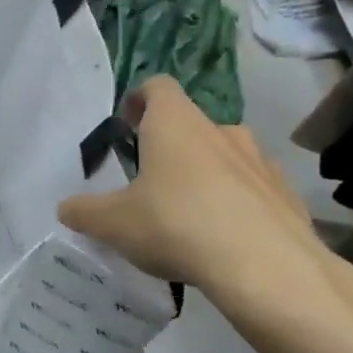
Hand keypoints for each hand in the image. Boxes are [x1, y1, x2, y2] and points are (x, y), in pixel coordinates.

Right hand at [57, 77, 349, 331]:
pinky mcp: (285, 194)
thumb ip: (85, 212)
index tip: (128, 121)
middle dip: (171, 145)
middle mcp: (220, 131)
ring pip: (226, 155)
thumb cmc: (176, 225)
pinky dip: (238, 203)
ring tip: (190, 211)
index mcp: (175, 124)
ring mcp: (260, 161)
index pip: (158, 87)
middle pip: (192, 124)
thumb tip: (67, 208)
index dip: (140, 98)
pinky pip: (254, 189)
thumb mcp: (113, 224)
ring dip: (207, 173)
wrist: (265, 265)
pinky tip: (226, 237)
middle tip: (151, 178)